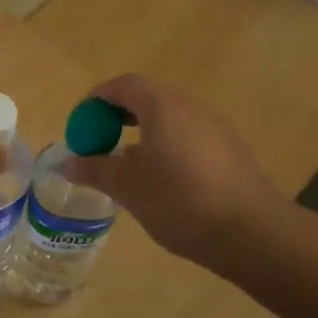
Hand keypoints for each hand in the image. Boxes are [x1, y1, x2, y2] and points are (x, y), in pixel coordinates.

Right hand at [63, 74, 289, 267]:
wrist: (252, 232)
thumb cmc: (179, 201)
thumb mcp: (127, 187)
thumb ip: (94, 169)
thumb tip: (66, 163)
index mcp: (163, 106)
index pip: (123, 85)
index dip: (96, 100)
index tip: (80, 125)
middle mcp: (191, 106)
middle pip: (147, 97)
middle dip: (117, 115)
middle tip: (98, 142)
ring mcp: (215, 126)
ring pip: (169, 117)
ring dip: (142, 131)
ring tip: (125, 164)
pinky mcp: (230, 149)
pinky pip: (188, 134)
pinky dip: (165, 144)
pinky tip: (159, 178)